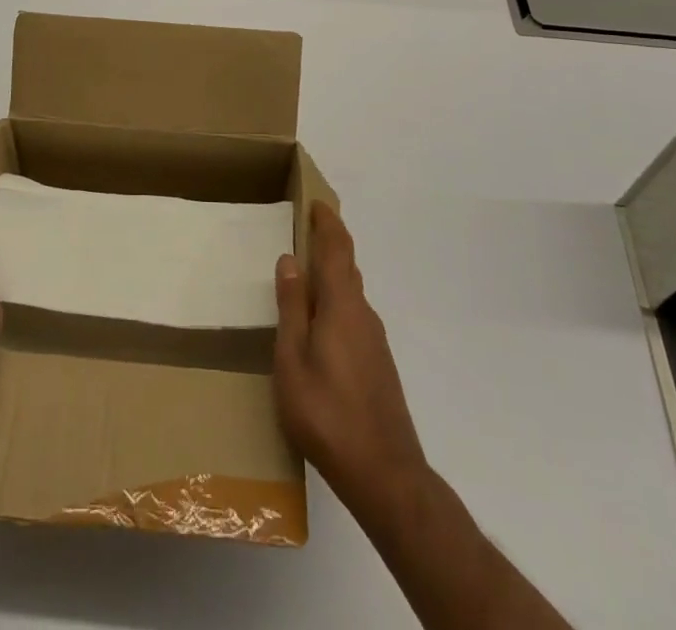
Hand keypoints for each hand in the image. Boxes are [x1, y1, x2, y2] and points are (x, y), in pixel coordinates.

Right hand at [273, 202, 429, 515]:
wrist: (385, 474)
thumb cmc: (327, 413)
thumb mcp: (292, 360)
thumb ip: (292, 308)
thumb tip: (290, 259)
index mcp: (341, 305)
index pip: (337, 249)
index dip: (327, 222)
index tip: (315, 201)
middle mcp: (363, 314)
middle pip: (346, 267)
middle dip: (328, 244)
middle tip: (302, 231)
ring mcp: (374, 340)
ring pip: (350, 293)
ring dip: (331, 274)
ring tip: (304, 275)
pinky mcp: (378, 364)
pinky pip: (354, 316)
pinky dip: (336, 302)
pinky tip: (320, 325)